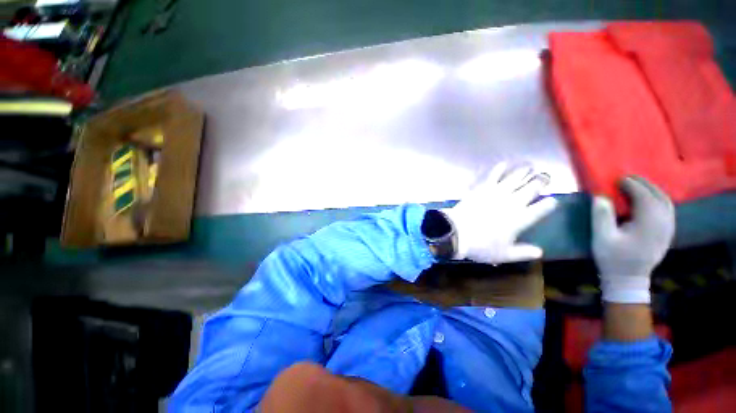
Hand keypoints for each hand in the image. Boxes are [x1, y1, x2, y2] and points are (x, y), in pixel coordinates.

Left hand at [443, 162, 557, 263]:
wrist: (457, 233)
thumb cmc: (481, 246)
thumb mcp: (504, 255)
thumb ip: (523, 252)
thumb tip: (540, 252)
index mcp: (521, 219)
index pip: (541, 209)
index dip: (548, 204)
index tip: (552, 200)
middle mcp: (512, 203)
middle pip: (531, 189)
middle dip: (540, 182)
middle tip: (546, 176)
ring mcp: (496, 193)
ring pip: (514, 179)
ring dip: (524, 172)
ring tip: (531, 167)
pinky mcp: (481, 189)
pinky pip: (492, 176)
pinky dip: (499, 170)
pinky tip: (503, 164)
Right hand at [592, 176, 674, 303]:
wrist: (628, 279)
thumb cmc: (613, 258)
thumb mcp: (602, 238)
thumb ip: (602, 216)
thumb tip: (600, 196)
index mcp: (649, 224)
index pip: (644, 197)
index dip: (632, 185)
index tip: (618, 178)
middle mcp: (663, 223)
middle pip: (659, 196)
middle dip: (644, 184)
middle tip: (627, 178)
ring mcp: (668, 229)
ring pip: (666, 202)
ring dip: (652, 190)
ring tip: (637, 185)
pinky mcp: (667, 233)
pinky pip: (667, 210)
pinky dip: (658, 200)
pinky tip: (647, 200)